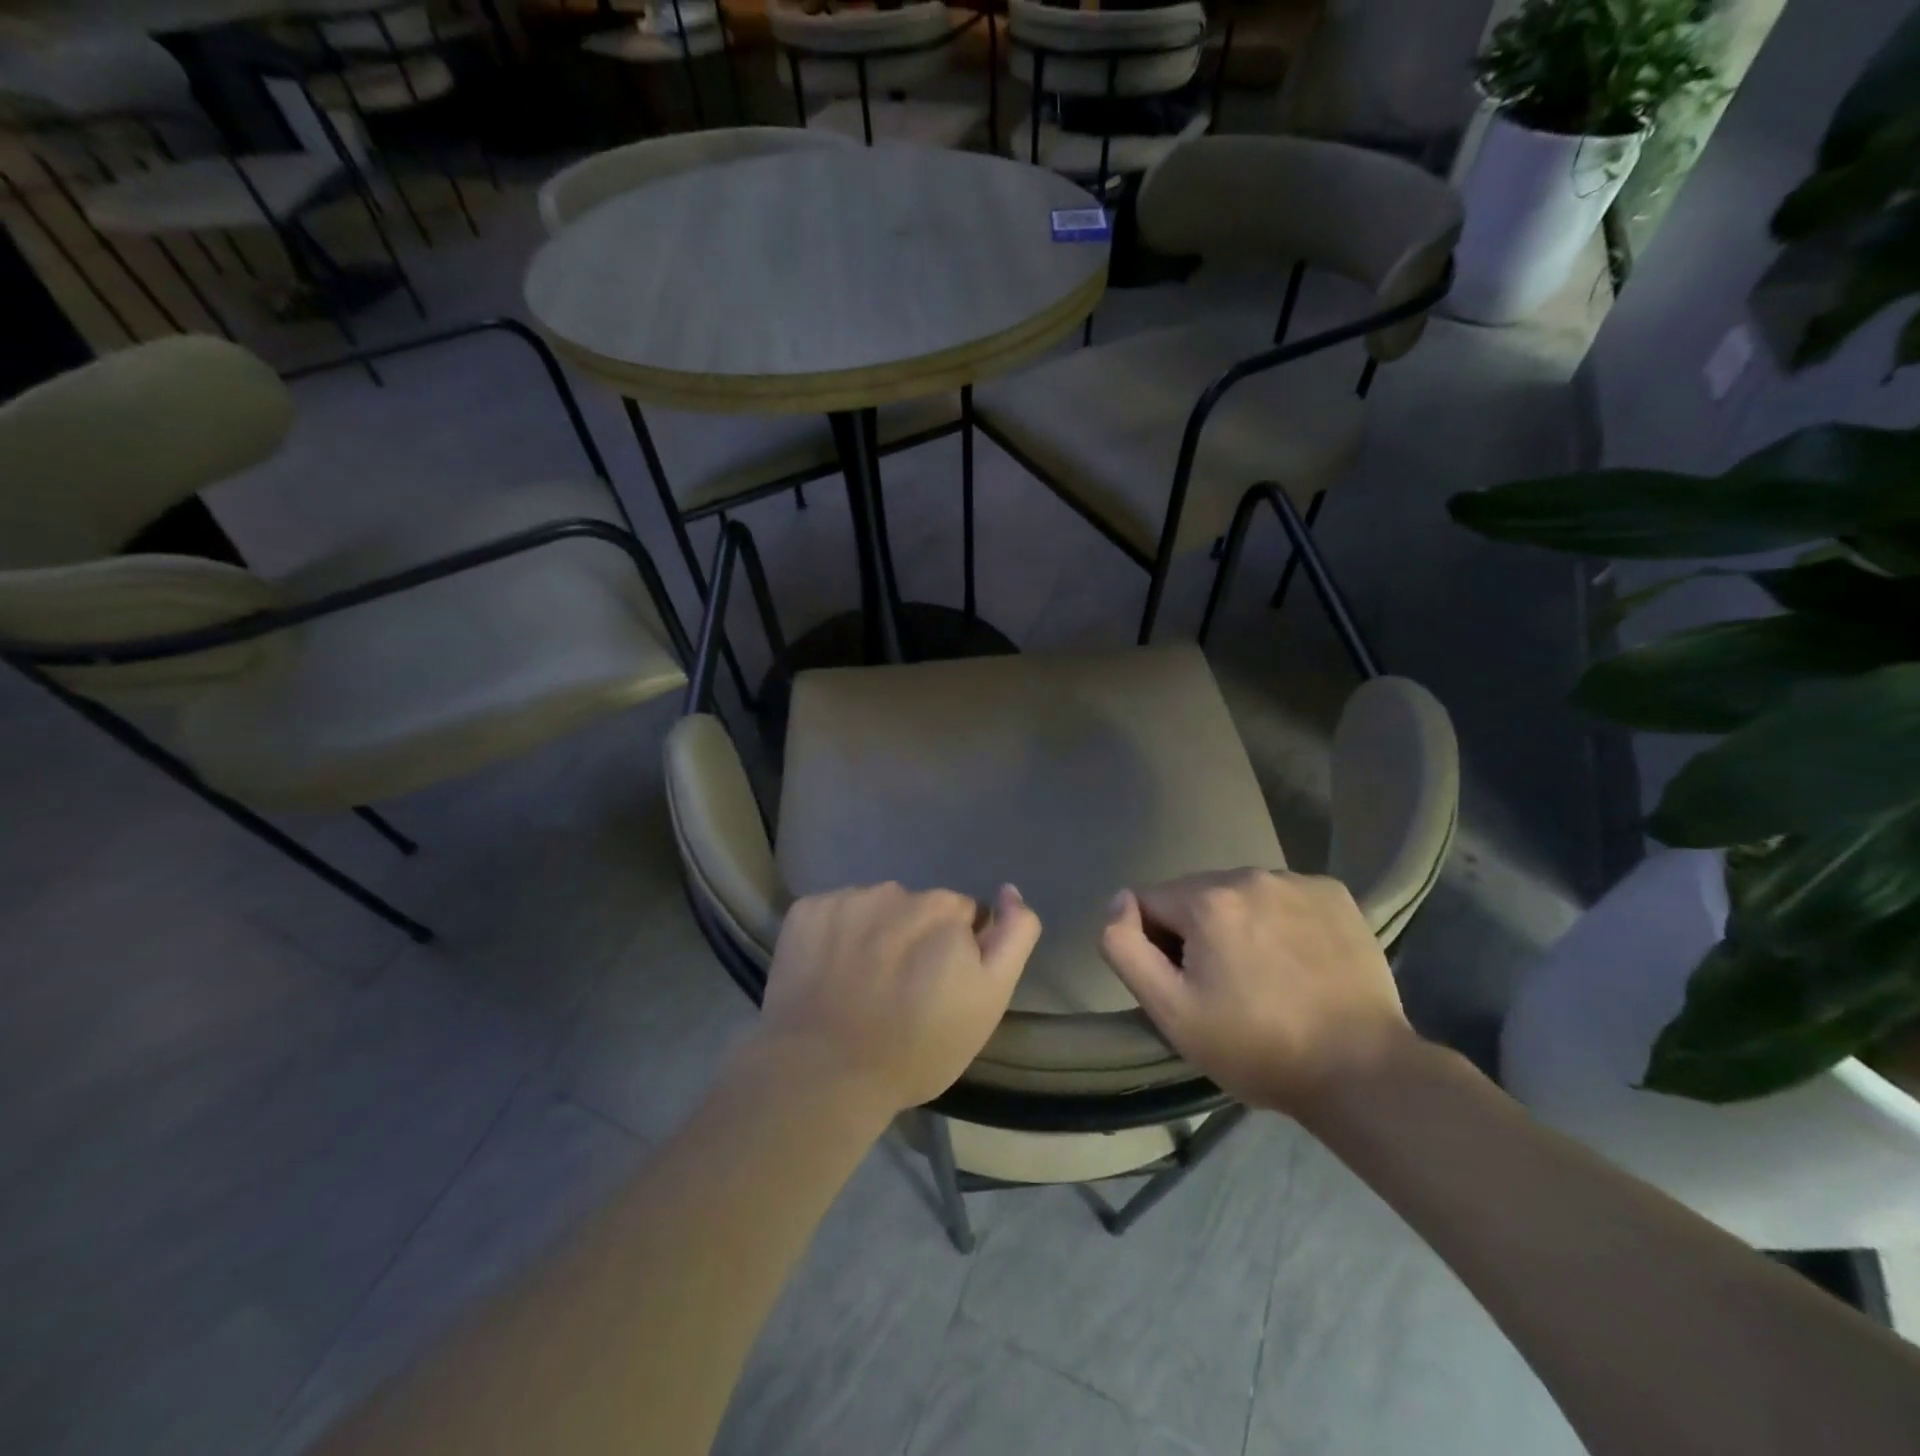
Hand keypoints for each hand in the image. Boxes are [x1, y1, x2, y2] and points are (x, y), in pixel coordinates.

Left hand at [755, 882, 1041, 1116]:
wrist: (824, 1073)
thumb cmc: (918, 1046)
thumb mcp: (989, 1000)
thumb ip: (1012, 937)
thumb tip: (1010, 891)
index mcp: (945, 909)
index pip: (964, 916)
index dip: (959, 950)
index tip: (942, 985)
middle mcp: (898, 891)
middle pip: (918, 908)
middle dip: (918, 937)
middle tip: (902, 989)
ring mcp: (848, 898)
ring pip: (875, 908)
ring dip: (876, 933)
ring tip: (863, 984)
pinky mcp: (808, 910)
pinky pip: (834, 913)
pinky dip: (835, 935)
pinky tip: (829, 972)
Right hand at [1099, 869, 1414, 1114]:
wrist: (1362, 1072)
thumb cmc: (1256, 1047)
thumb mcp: (1171, 1011)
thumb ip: (1125, 947)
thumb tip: (1119, 902)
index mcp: (1207, 900)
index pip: (1149, 903)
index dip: (1156, 945)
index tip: (1188, 986)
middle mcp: (1250, 875)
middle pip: (1195, 895)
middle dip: (1197, 932)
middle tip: (1225, 987)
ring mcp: (1297, 881)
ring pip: (1239, 894)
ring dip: (1237, 923)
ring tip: (1265, 976)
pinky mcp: (1334, 894)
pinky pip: (1282, 896)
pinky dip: (1279, 919)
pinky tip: (1298, 960)